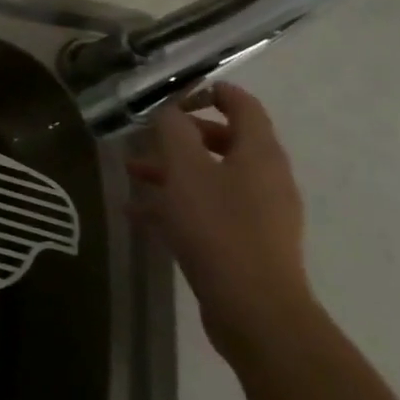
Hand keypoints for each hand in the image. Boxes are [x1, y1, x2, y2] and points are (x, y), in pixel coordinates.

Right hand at [125, 82, 315, 363]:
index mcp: (259, 153)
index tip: (177, 91)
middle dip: (182, 136)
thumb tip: (168, 109)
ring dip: (173, 171)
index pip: (244, 106)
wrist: (253, 308)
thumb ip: (173, 131)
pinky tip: (140, 215)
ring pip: (212, 178)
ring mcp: (260, 213)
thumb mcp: (185, 170)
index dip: (213, 91)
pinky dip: (178, 204)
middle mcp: (266, 178)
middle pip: (225, 141)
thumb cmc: (218, 227)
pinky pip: (209, 210)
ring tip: (132, 175)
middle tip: (147, 136)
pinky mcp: (247, 242)